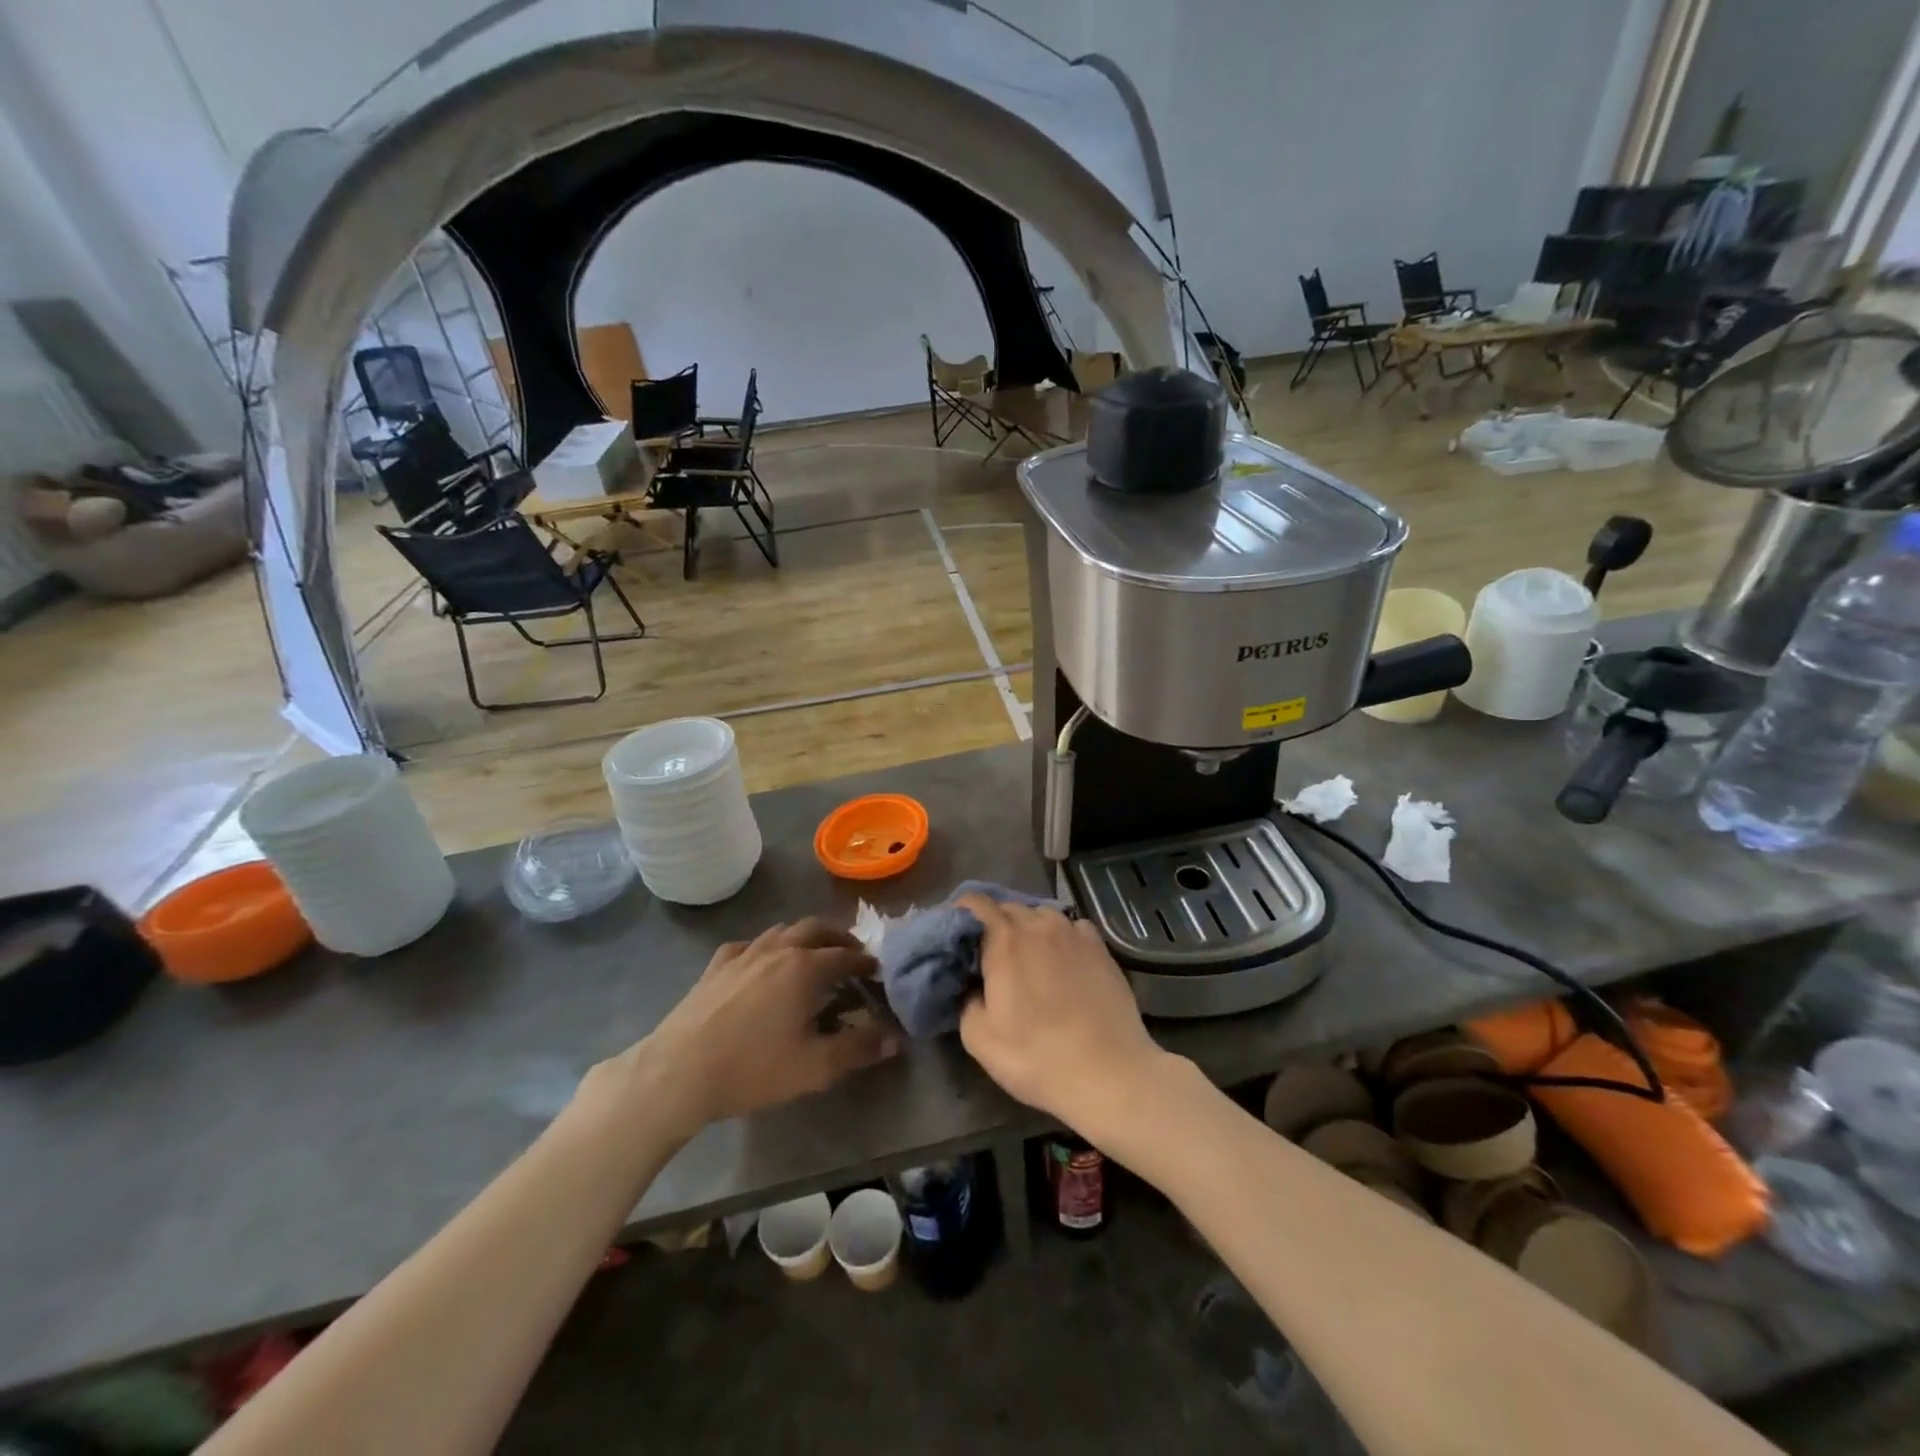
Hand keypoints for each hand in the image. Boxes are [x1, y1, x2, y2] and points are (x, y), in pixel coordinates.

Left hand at [601, 919, 897, 1140]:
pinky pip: (749, 944)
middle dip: (839, 938)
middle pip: (816, 929)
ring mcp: (743, 954)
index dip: (865, 962)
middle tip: (851, 953)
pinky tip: (762, 962)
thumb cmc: (753, 1069)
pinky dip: (766, 947)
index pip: (845, 955)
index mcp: (805, 968)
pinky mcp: (716, 965)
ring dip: (805, 936)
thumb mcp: (815, 1067)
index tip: (877, 970)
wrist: (678, 1072)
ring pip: (782, 931)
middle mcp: (778, 949)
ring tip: (813, 953)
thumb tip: (894, 1037)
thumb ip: (858, 1048)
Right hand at [956, 896, 1170, 1139]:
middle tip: (989, 952)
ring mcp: (1074, 933)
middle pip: (1009, 907)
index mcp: (1005, 941)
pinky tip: (1063, 958)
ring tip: (1028, 954)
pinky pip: (1073, 927)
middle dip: (994, 923)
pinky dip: (1061, 935)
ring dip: (1029, 927)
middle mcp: (1039, 926)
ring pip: (1042, 914)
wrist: (1108, 1073)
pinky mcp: (1101, 947)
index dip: (963, 911)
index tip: (957, 932)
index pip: (977, 903)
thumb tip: (973, 987)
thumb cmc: (1037, 1057)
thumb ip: (966, 1002)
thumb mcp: (979, 1039)